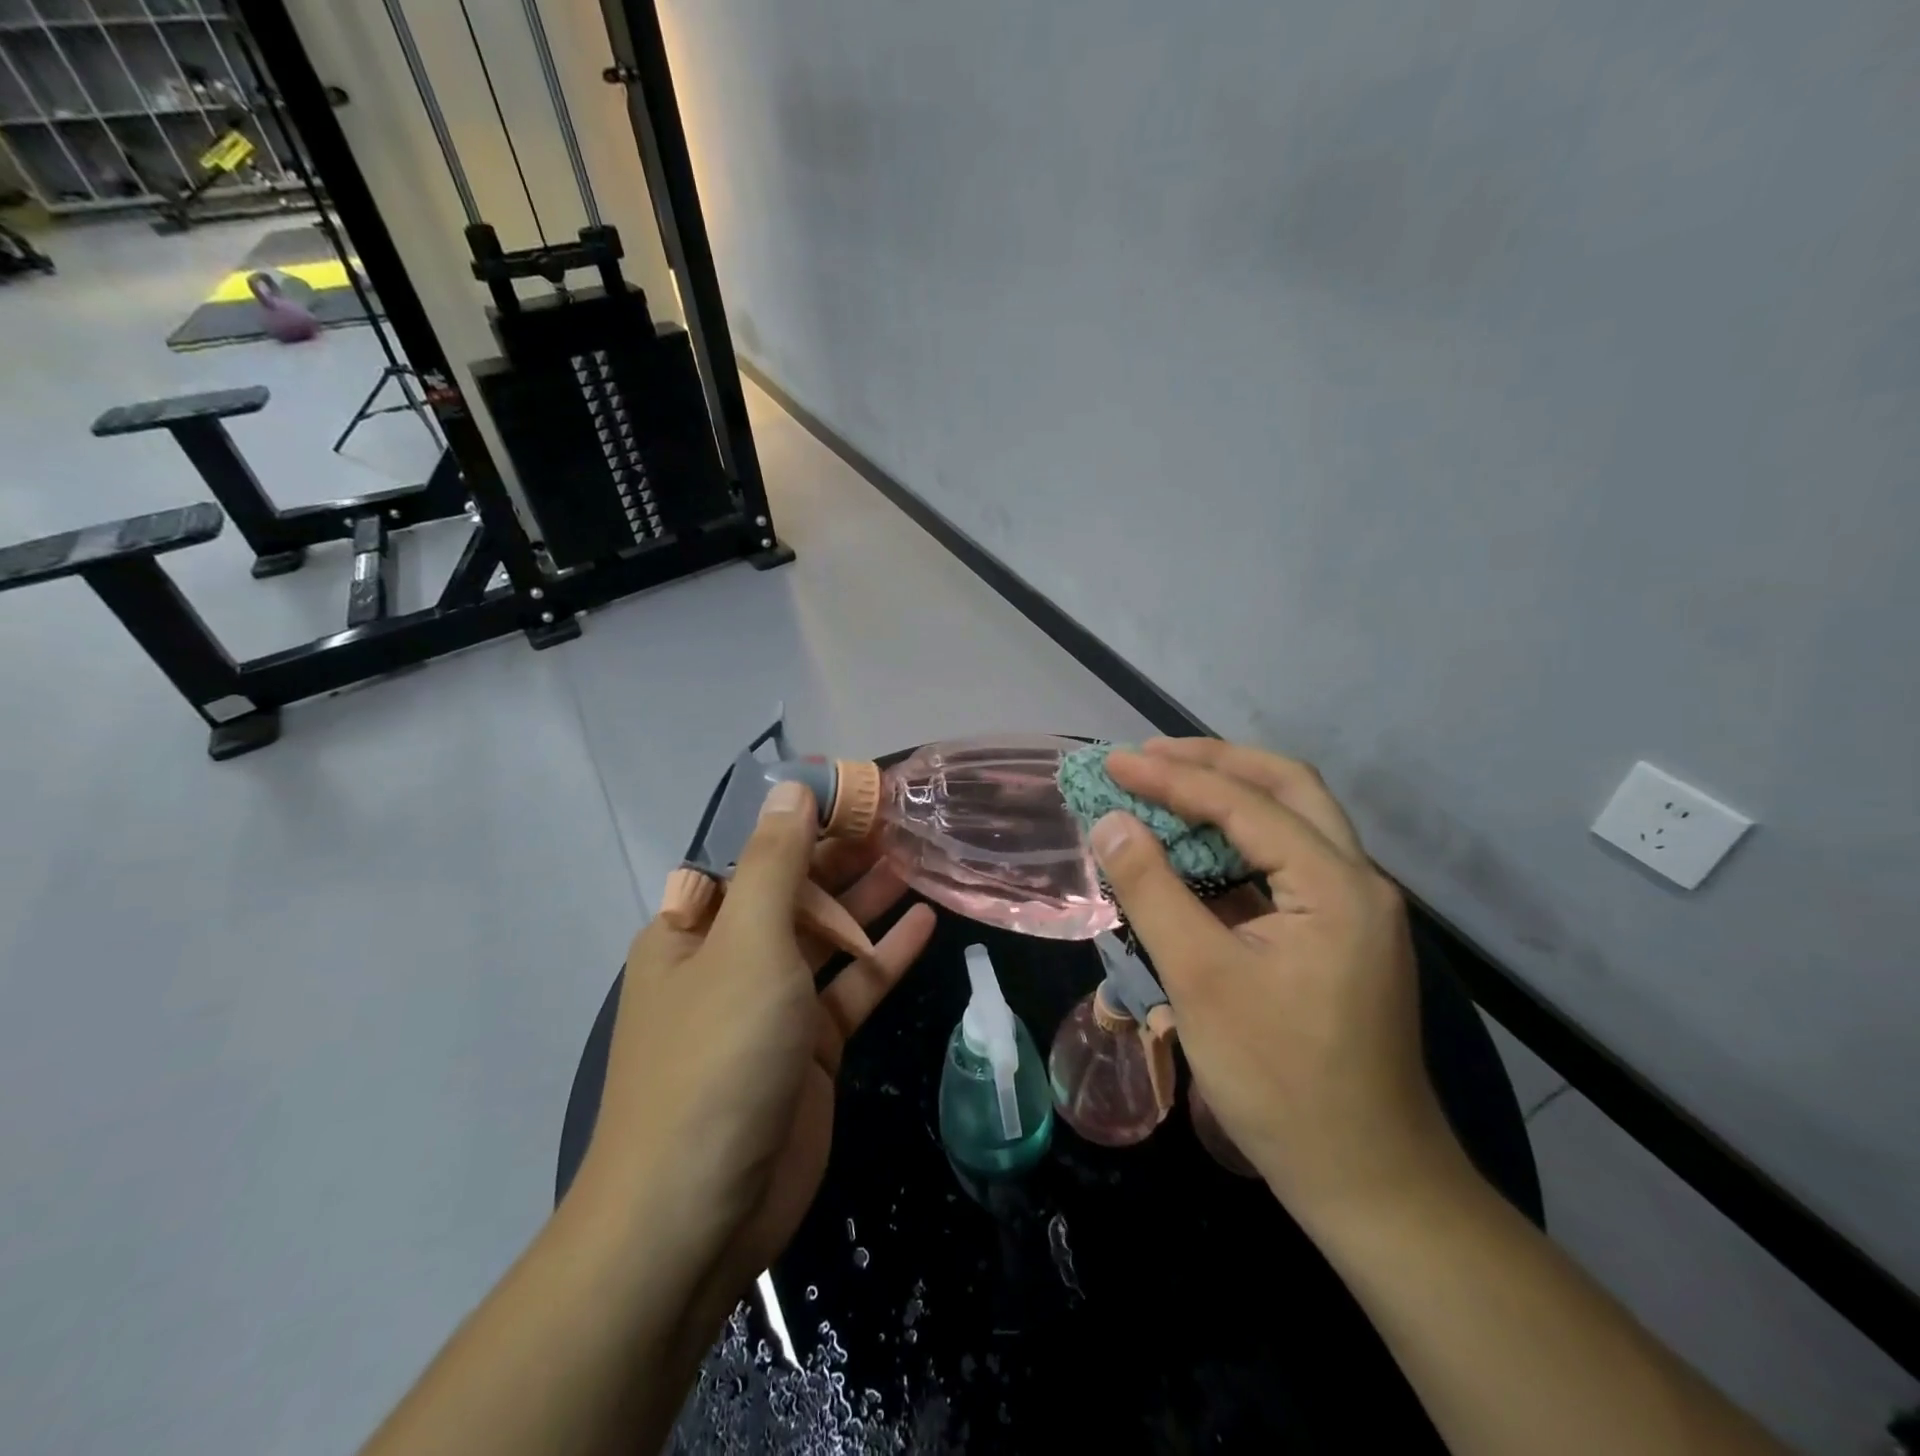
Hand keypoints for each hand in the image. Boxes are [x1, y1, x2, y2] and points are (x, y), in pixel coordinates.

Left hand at [577, 781, 936, 1312]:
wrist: (698, 1216)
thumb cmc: (715, 1057)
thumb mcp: (747, 945)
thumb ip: (777, 864)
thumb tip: (790, 789)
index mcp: (695, 928)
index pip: (754, 853)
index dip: (802, 818)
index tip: (854, 790)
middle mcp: (730, 959)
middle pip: (795, 891)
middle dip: (843, 854)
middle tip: (900, 817)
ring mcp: (772, 1005)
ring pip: (829, 937)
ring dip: (869, 900)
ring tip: (918, 857)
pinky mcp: (810, 1048)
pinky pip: (851, 988)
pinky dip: (884, 957)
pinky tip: (926, 922)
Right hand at [1090, 739, 1470, 1220]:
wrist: (1369, 1181)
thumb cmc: (1281, 1082)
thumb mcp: (1201, 980)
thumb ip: (1151, 890)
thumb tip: (1110, 821)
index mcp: (1335, 885)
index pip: (1245, 803)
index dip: (1173, 777)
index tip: (1114, 763)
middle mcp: (1357, 882)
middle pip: (1287, 788)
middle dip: (1215, 762)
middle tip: (1150, 756)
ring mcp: (1353, 909)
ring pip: (1292, 822)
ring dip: (1229, 797)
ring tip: (1165, 787)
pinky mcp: (1339, 936)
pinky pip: (1286, 865)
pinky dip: (1237, 844)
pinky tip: (1195, 853)